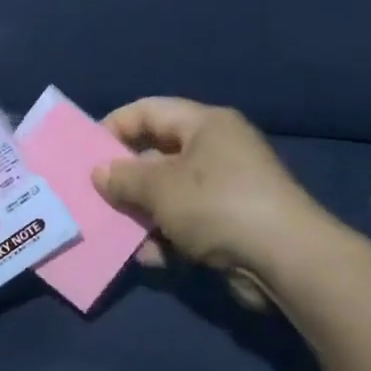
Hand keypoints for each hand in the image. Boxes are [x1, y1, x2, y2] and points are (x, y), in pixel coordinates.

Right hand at [91, 98, 320, 306]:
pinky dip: (164, 238)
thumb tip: (99, 173)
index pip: (149, 111)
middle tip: (92, 196)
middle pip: (156, 155)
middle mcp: (216, 151)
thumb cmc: (217, 205)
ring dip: (140, 214)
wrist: (285, 260)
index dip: (114, 126)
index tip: (85, 152)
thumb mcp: (160, 186)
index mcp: (204, 124)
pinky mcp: (230, 226)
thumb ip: (124, 177)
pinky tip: (146, 257)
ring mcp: (225, 190)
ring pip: (168, 195)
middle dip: (124, 178)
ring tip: (111, 231)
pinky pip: (185, 224)